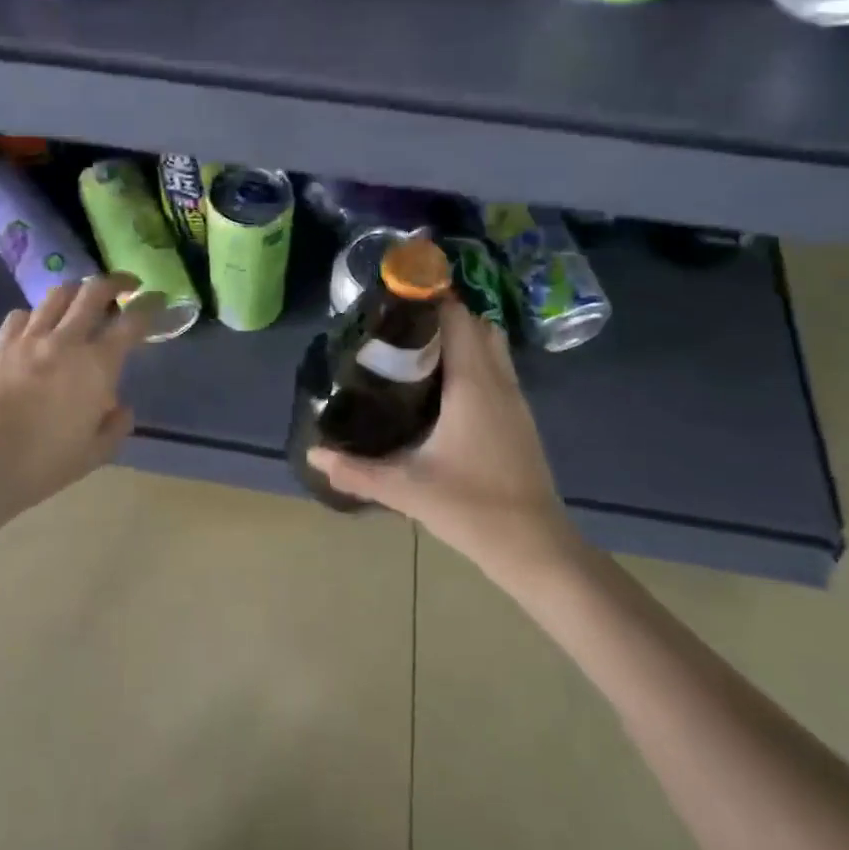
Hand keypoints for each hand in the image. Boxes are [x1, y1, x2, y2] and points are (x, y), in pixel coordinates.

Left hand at [0, 274, 155, 512]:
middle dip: (115, 282)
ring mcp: (29, 339)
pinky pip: (21, 315)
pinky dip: (36, 315)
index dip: (149, 306)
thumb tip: (120, 406)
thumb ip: (115, 426)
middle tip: (125, 285)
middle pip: (94, 291)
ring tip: (82, 299)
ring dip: (76, 291)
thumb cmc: (41, 464)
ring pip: (57, 294)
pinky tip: (37, 328)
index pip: (131, 322)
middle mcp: (66, 341)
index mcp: (97, 365)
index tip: (156, 299)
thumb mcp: (93, 454)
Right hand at [310, 295, 577, 574]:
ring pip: (491, 346)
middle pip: (476, 325)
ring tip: (417, 353)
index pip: (456, 318)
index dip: (428, 302)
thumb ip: (356, 470)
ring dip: (461, 338)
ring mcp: (515, 399)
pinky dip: (474, 361)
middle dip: (441, 317)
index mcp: (473, 384)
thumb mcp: (406, 488)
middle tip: (400, 330)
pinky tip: (443, 388)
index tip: (394, 304)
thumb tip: (313, 455)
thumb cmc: (471, 508)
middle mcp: (497, 381)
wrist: (535, 548)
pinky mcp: (520, 417)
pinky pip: (497, 368)